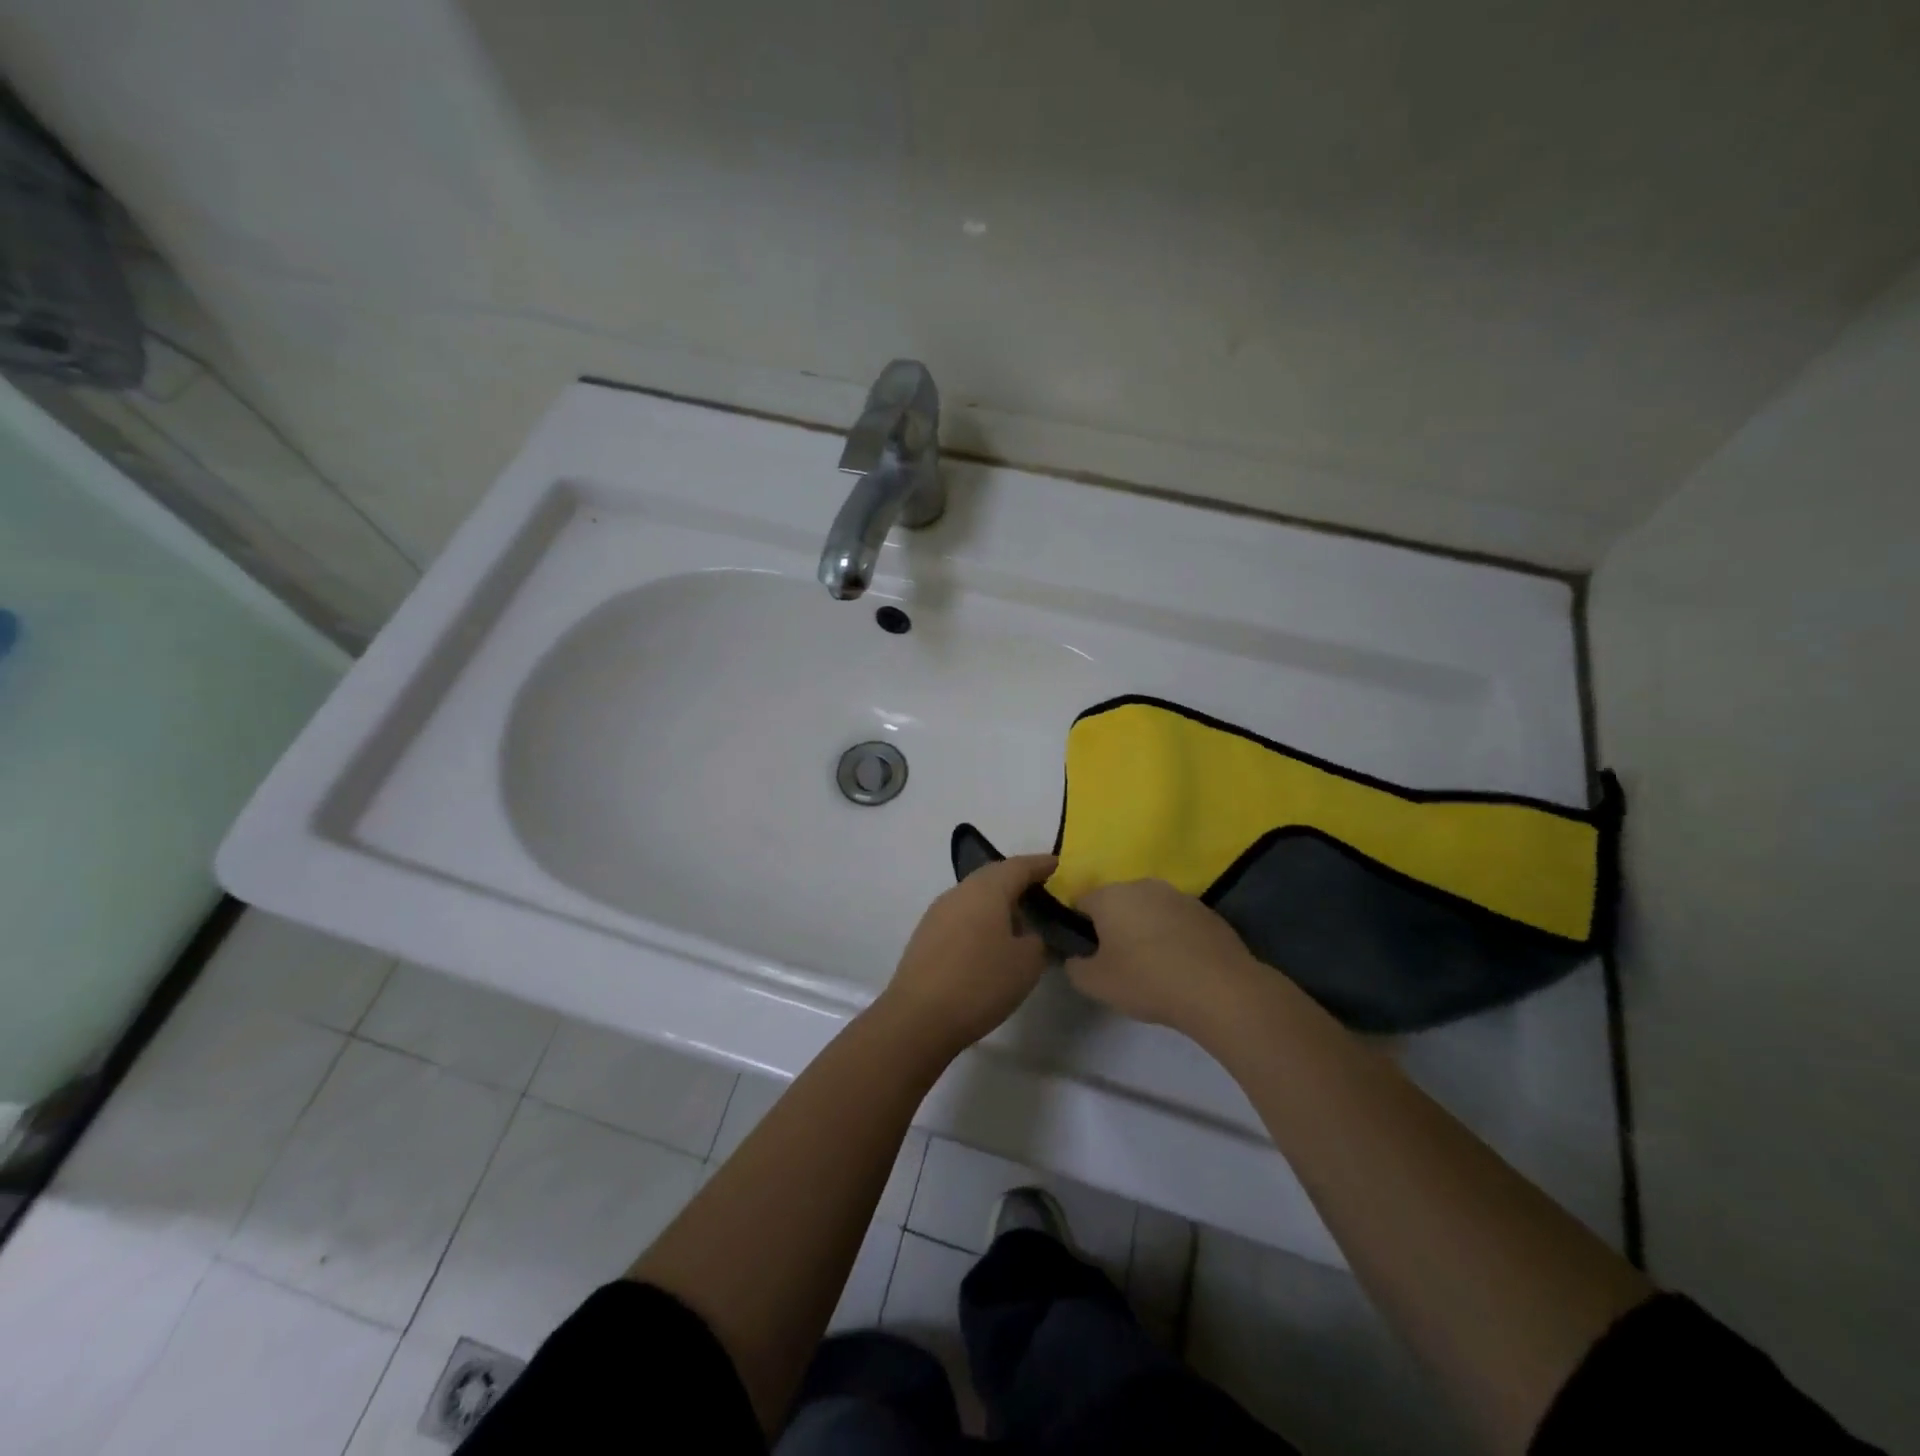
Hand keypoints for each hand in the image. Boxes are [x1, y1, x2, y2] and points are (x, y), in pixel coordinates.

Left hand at [877, 854, 1058, 1058]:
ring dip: (998, 903)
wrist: (919, 1017)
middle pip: (993, 877)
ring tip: (1019, 921)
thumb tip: (1028, 933)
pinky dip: (981, 920)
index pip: (1018, 867)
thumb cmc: (981, 982)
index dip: (1040, 864)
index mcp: (986, 889)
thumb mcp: (1027, 963)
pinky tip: (990, 942)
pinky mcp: (926, 935)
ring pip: (975, 897)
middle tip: (1040, 890)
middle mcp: (959, 892)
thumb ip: (1036, 940)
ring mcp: (938, 913)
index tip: (1057, 864)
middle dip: (1017, 881)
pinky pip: (962, 916)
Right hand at [1064, 879, 1261, 1038]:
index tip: (1088, 954)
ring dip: (1145, 929)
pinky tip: (1181, 965)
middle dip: (1114, 925)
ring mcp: (1178, 895)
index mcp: (1110, 895)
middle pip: (1117, 902)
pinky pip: (1177, 920)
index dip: (1079, 927)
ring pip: (1149, 909)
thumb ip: (1075, 966)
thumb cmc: (1148, 980)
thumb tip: (1075, 958)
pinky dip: (1173, 936)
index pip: (1080, 901)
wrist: (1220, 990)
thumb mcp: (1096, 984)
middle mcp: (1142, 885)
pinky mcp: (1206, 911)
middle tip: (1118, 961)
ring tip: (1152, 965)